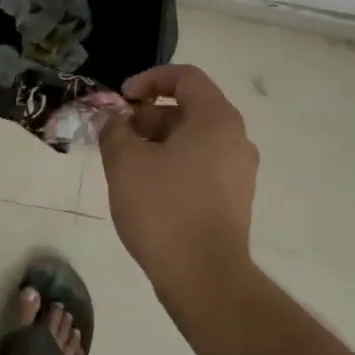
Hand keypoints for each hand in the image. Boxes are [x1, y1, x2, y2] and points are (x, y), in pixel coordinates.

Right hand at [99, 64, 258, 294]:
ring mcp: (239, 171)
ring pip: (193, 139)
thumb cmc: (164, 209)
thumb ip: (115, 130)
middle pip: (188, 108)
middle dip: (148, 116)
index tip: (122, 100)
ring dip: (157, 142)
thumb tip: (116, 122)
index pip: (185, 76)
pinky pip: (201, 165)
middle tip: (118, 138)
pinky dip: (173, 164)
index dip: (149, 79)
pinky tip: (147, 190)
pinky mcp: (235, 199)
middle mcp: (236, 138)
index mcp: (216, 119)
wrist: (204, 278)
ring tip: (126, 167)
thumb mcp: (125, 162)